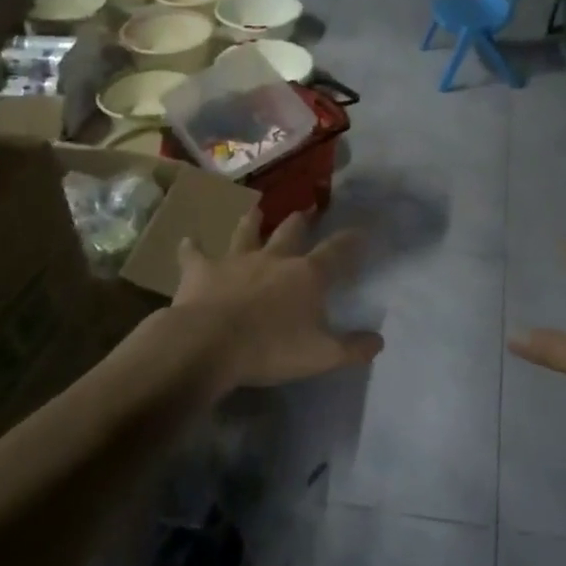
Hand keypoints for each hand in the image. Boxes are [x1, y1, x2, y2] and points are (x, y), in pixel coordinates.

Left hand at [173, 209, 383, 393]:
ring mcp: (236, 260)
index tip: (361, 230)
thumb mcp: (321, 356)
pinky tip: (187, 241)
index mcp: (306, 275)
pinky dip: (191, 248)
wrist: (210, 343)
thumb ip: (352, 348)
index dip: (351, 240)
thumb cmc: (270, 349)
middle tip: (306, 210)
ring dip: (251, 221)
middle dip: (301, 221)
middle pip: (291, 232)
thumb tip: (379, 341)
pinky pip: (195, 254)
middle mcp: (273, 258)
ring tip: (254, 209)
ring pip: (246, 233)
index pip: (337, 252)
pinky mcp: (202, 271)